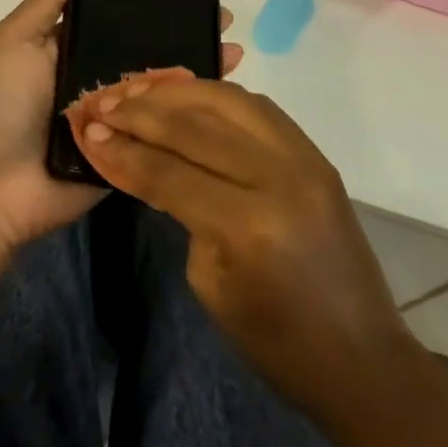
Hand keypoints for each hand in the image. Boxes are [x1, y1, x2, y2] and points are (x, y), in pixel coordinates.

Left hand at [0, 0, 242, 254]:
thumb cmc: (0, 104)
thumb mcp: (14, 43)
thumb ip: (44, 5)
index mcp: (71, 53)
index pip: (118, 22)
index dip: (149, 5)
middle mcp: (98, 83)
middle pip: (147, 54)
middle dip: (184, 35)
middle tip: (223, 18)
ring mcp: (117, 121)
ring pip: (162, 92)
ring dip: (196, 72)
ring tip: (235, 50)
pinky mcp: (130, 155)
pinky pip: (163, 134)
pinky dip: (191, 119)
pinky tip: (227, 100)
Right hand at [66, 77, 409, 436]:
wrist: (361, 356)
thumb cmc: (275, 341)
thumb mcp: (209, 281)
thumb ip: (178, 208)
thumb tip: (147, 159)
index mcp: (246, 224)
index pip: (168, 170)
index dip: (122, 148)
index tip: (86, 130)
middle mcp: (279, 177)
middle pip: (195, 125)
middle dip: (140, 111)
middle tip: (102, 101)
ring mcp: (305, 159)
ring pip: (228, 101)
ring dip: (177, 92)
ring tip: (138, 89)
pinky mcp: (317, 154)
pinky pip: (258, 108)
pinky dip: (217, 97)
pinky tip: (187, 96)